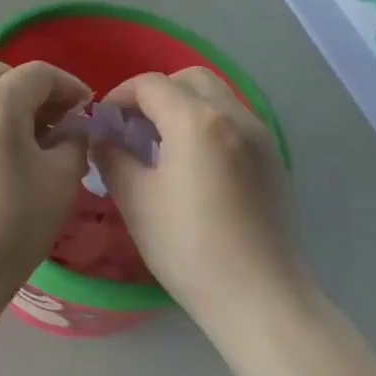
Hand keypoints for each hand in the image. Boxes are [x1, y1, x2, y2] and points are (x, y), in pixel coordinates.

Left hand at [0, 61, 91, 312]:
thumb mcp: (61, 180)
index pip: (38, 73)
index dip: (69, 86)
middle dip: (36, 91)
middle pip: (3, 76)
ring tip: (33, 143)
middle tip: (59, 122)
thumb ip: (74, 141)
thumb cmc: (13, 223)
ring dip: (9, 106)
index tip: (87, 110)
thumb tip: (71, 129)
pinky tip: (3, 160)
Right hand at [92, 69, 305, 321]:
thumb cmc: (188, 247)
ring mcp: (260, 136)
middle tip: (133, 128)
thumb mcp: (135, 200)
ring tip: (161, 146)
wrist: (259, 297)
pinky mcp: (273, 159)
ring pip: (216, 97)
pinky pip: (234, 121)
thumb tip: (103, 136)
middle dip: (155, 94)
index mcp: (197, 121)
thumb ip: (112, 156)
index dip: (119, 96)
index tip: (103, 123)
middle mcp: (234, 116)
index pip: (150, 85)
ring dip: (183, 107)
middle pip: (189, 79)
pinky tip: (193, 165)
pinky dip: (207, 125)